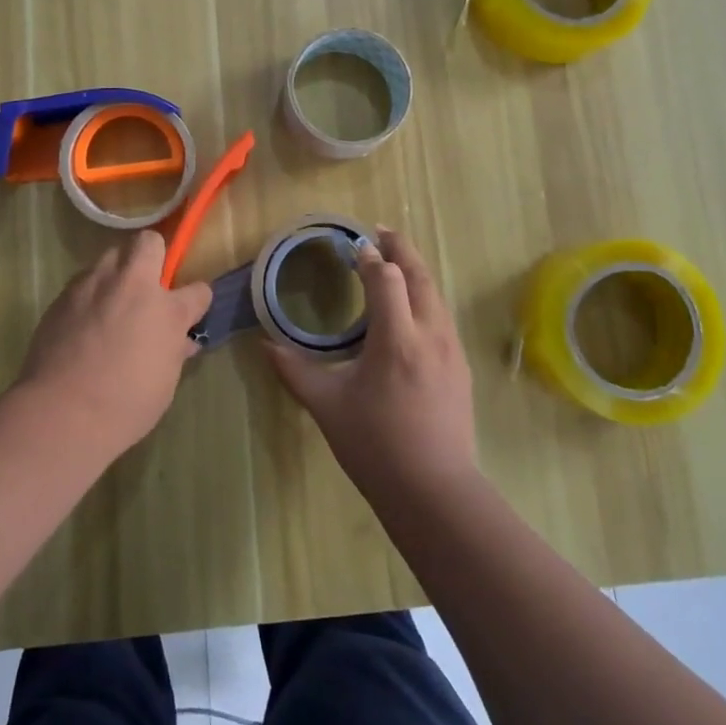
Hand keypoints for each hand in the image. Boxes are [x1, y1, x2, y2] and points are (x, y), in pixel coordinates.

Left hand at [17, 230, 211, 459]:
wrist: (61, 413)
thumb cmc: (125, 405)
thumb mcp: (164, 382)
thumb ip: (174, 352)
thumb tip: (181, 341)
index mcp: (166, 309)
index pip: (198, 290)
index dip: (196, 300)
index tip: (191, 311)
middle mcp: (131, 284)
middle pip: (148, 243)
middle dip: (151, 257)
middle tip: (147, 290)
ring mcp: (93, 284)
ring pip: (110, 257)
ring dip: (117, 274)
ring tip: (112, 303)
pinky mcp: (63, 295)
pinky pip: (84, 282)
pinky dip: (90, 294)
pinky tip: (84, 322)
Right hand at [265, 228, 477, 500]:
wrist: (435, 492)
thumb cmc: (376, 446)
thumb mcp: (328, 406)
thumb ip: (295, 370)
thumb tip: (265, 344)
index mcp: (396, 338)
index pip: (386, 278)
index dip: (369, 257)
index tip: (353, 245)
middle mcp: (430, 333)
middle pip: (419, 275)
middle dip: (400, 249)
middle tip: (381, 232)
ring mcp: (451, 350)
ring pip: (435, 294)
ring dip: (415, 270)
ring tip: (395, 261)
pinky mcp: (460, 367)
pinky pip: (442, 315)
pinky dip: (425, 296)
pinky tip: (411, 308)